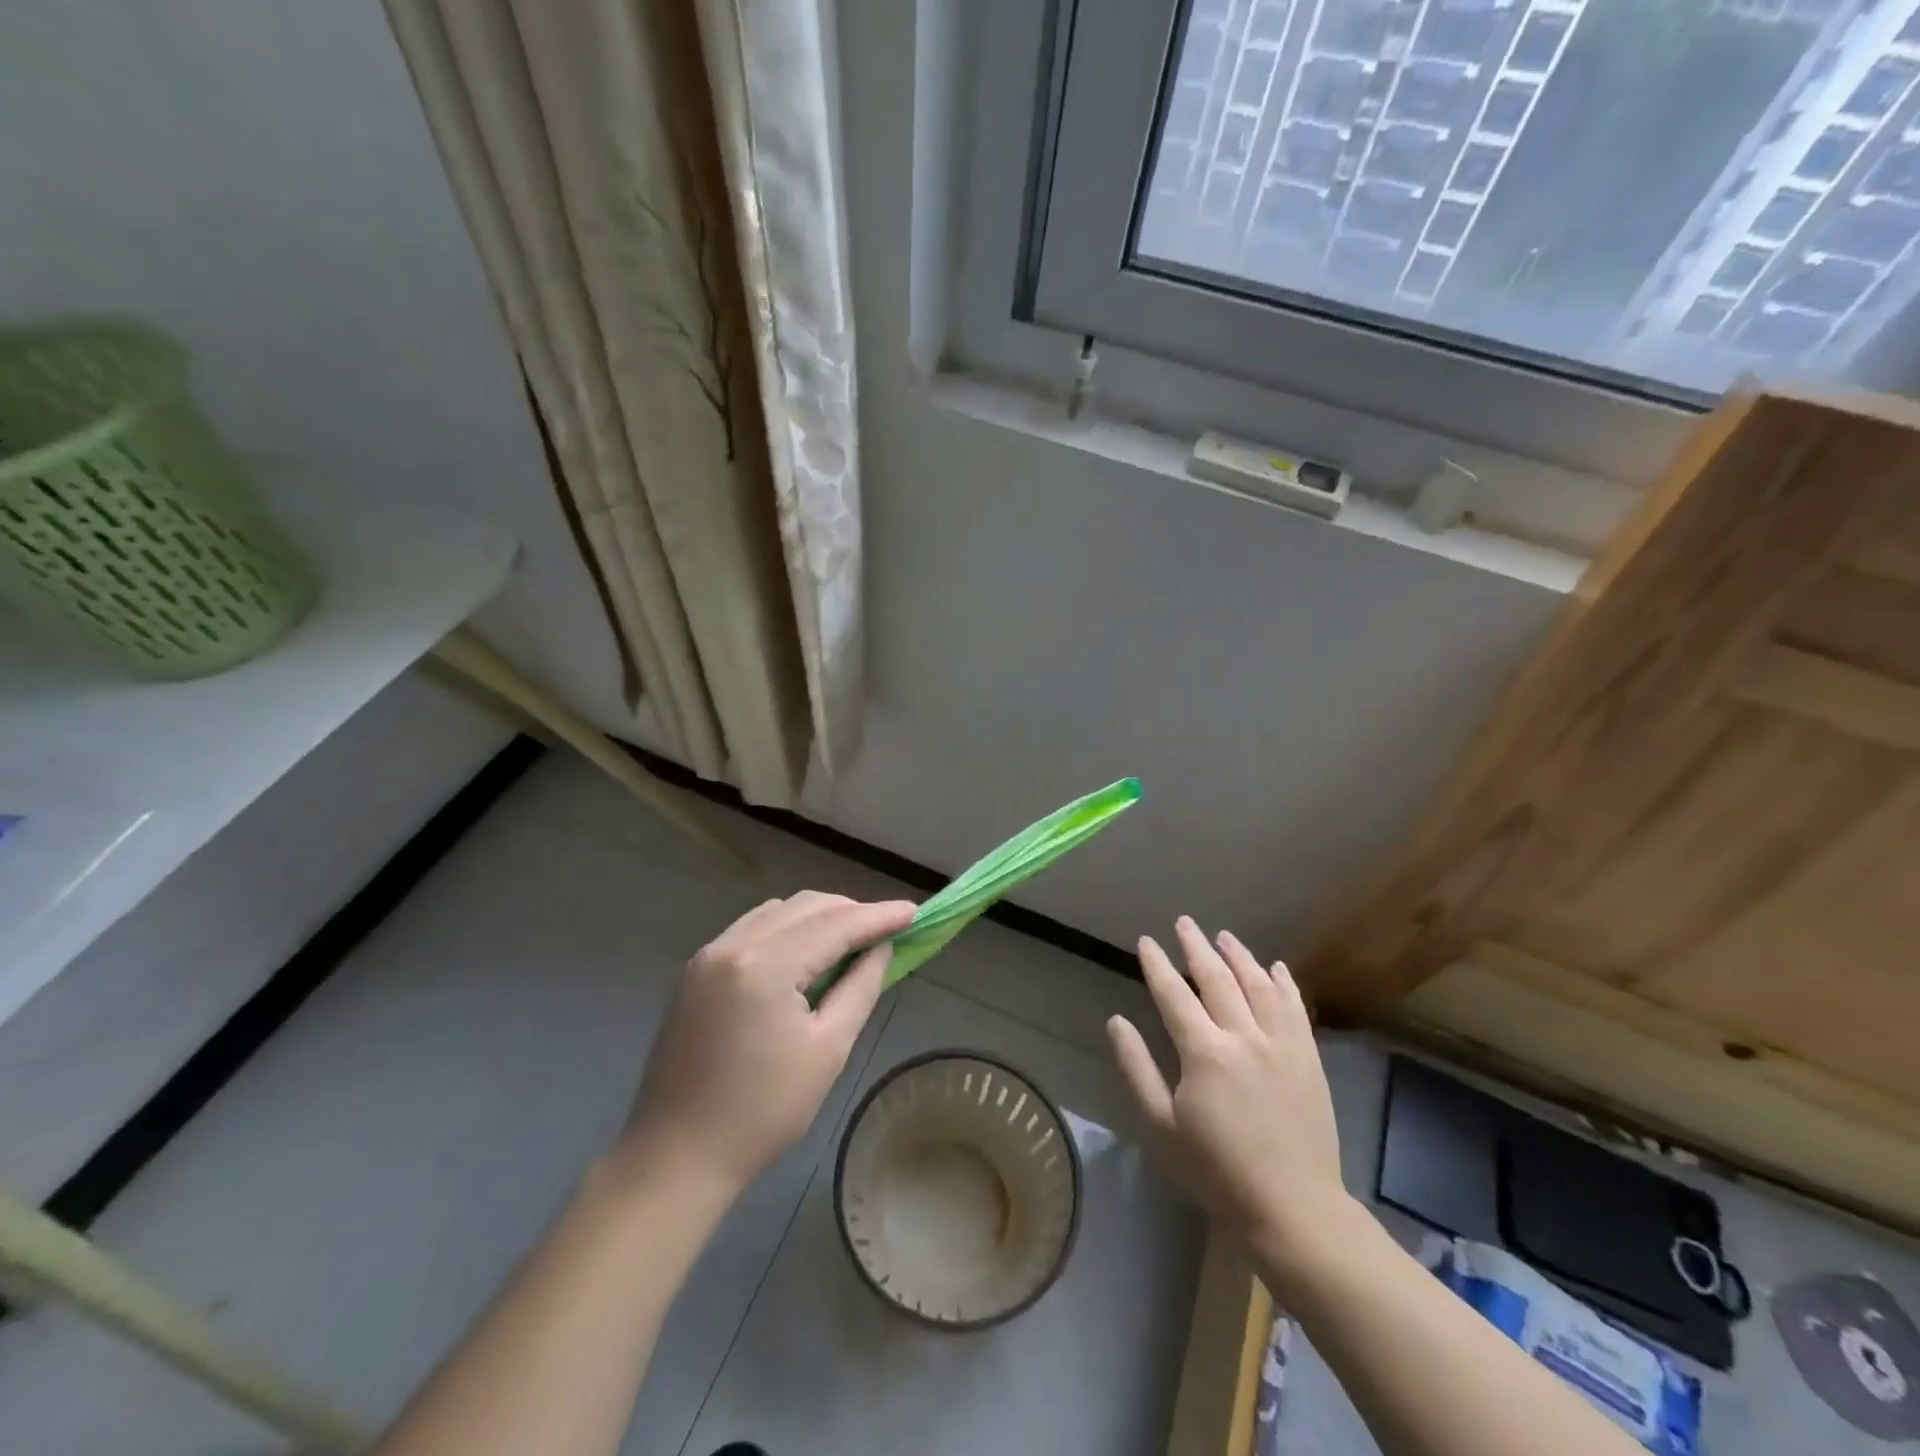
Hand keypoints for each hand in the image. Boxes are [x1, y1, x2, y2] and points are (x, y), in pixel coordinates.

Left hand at [618, 892, 916, 1196]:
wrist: (676, 1155)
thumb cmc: (762, 1112)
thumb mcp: (828, 1049)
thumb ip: (860, 987)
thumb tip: (880, 948)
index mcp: (765, 965)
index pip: (834, 925)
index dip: (878, 917)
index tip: (914, 912)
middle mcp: (734, 944)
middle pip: (805, 907)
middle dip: (851, 912)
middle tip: (888, 929)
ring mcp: (709, 954)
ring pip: (778, 911)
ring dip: (819, 917)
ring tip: (852, 940)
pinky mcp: (697, 969)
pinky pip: (753, 928)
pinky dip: (788, 929)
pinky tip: (806, 952)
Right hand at [1108, 918, 1347, 1267]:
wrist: (1294, 1210)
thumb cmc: (1216, 1171)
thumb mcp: (1161, 1126)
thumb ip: (1136, 1068)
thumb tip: (1116, 1021)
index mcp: (1204, 1052)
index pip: (1174, 994)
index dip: (1157, 964)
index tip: (1146, 941)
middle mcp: (1244, 1036)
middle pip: (1217, 979)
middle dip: (1197, 947)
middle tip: (1185, 923)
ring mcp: (1282, 1045)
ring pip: (1259, 985)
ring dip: (1240, 956)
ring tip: (1224, 936)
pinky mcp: (1309, 1059)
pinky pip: (1296, 1009)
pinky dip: (1284, 983)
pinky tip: (1276, 968)